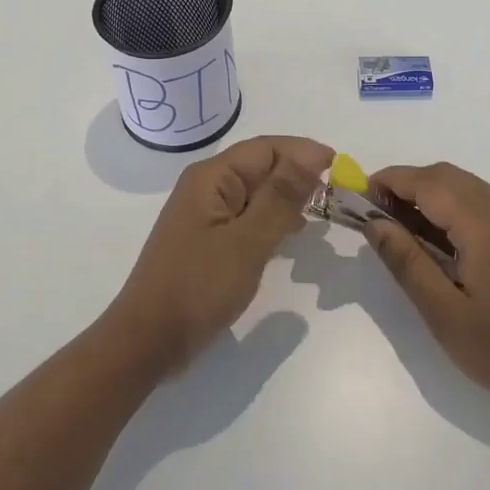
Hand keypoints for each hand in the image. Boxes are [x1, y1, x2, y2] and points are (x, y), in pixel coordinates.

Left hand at [105, 134, 331, 374]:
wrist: (148, 341)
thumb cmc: (198, 287)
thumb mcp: (247, 241)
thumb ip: (281, 196)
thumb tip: (311, 154)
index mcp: (212, 177)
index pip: (267, 148)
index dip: (304, 152)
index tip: (340, 168)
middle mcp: (207, 187)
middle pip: (261, 167)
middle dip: (298, 175)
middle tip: (337, 194)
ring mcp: (206, 215)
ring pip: (256, 193)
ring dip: (288, 198)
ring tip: (322, 212)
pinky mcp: (209, 240)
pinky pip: (248, 217)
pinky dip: (272, 220)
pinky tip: (292, 234)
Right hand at [365, 162, 489, 428]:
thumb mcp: (445, 314)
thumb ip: (407, 263)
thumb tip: (374, 224)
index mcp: (482, 222)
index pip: (426, 181)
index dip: (389, 181)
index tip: (358, 198)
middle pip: (446, 176)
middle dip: (407, 186)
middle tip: (378, 218)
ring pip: (467, 186)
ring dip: (431, 195)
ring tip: (404, 230)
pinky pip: (485, 203)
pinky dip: (455, 208)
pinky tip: (445, 243)